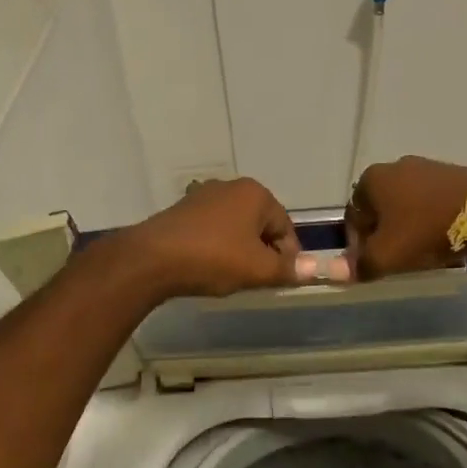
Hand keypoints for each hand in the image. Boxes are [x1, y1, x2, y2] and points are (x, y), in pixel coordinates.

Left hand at [121, 177, 302, 298]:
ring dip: (240, 250)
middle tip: (255, 279)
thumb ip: (288, 269)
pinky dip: (217, 246)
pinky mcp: (182, 209)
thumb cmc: (213, 259)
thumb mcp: (257, 269)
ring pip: (236, 227)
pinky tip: (207, 266)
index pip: (286, 227)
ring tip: (231, 275)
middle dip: (263, 252)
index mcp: (256, 194)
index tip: (279, 280)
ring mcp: (204, 195)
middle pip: (261, 224)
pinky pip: (212, 229)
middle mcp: (231, 187)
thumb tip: (314, 268)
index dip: (288, 257)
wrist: (152, 259)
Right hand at [344, 156, 466, 279]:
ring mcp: (426, 167)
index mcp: (372, 179)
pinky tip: (442, 237)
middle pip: (380, 208)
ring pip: (406, 204)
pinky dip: (431, 218)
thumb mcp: (387, 256)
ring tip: (421, 250)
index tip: (373, 264)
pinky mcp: (452, 175)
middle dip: (384, 233)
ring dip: (408, 226)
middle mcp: (395, 166)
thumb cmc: (426, 231)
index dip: (358, 244)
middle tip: (397, 258)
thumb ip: (359, 265)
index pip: (353, 216)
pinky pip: (431, 201)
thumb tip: (335, 272)